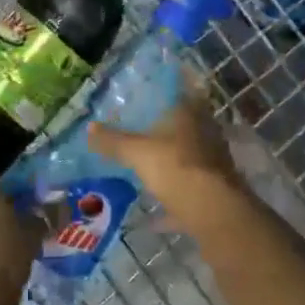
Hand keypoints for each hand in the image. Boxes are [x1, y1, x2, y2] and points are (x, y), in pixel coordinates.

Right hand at [88, 95, 248, 231]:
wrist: (215, 213)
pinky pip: (188, 184)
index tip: (145, 95)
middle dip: (163, 128)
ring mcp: (213, 159)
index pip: (179, 91)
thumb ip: (114, 141)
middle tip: (137, 129)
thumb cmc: (176, 169)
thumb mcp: (137, 153)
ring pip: (187, 153)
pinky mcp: (215, 186)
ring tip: (144, 162)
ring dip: (169, 158)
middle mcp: (205, 131)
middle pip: (183, 123)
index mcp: (190, 113)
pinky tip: (154, 207)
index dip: (163, 91)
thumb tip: (89, 127)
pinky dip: (173, 192)